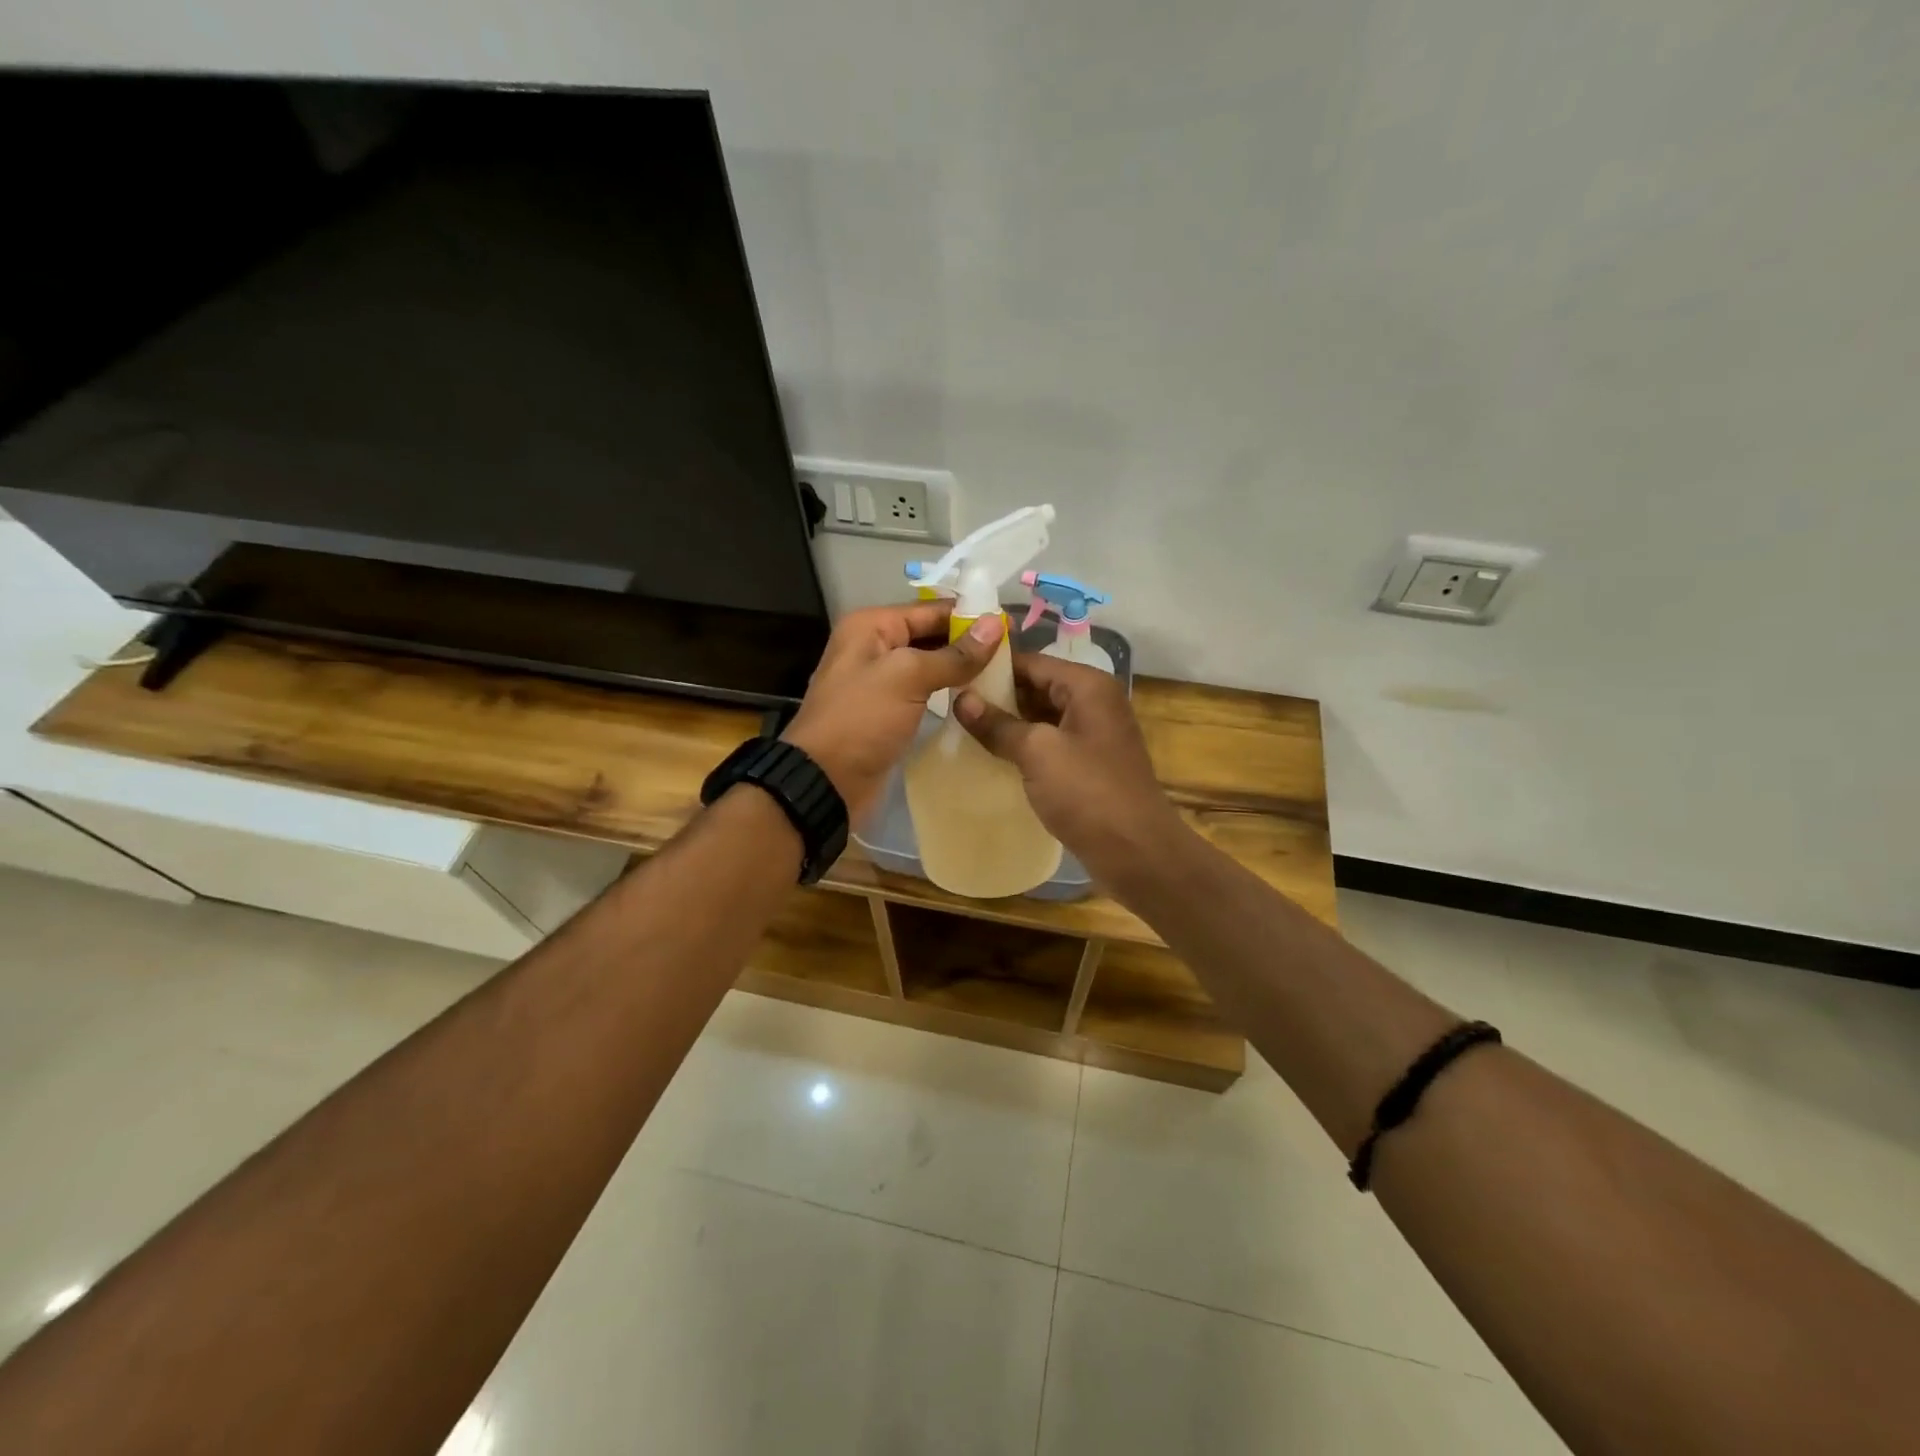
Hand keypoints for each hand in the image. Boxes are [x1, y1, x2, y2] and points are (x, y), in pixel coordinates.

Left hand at [782, 601, 1004, 821]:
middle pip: (931, 636)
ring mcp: (881, 682)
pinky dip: (948, 694)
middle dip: (969, 644)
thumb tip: (995, 625)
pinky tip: (978, 701)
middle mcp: (874, 647)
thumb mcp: (907, 678)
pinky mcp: (888, 713)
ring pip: (930, 666)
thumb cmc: (861, 720)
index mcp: (871, 626)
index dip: (970, 617)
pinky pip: (924, 693)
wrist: (825, 781)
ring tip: (1005, 677)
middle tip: (1014, 656)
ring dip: (962, 671)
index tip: (1012, 628)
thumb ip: (953, 654)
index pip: (931, 610)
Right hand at [953, 653, 1184, 885]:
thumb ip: (998, 724)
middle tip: (951, 703)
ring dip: (1008, 722)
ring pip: (1042, 717)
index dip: (992, 666)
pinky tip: (991, 755)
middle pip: (1038, 686)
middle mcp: (1094, 703)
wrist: (1136, 852)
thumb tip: (961, 700)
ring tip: (962, 727)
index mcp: (1088, 687)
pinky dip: (1023, 746)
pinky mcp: (1089, 765)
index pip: (1032, 662)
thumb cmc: (1088, 793)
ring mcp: (1093, 735)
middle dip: (997, 695)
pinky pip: (1050, 744)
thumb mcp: (1038, 753)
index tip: (953, 674)